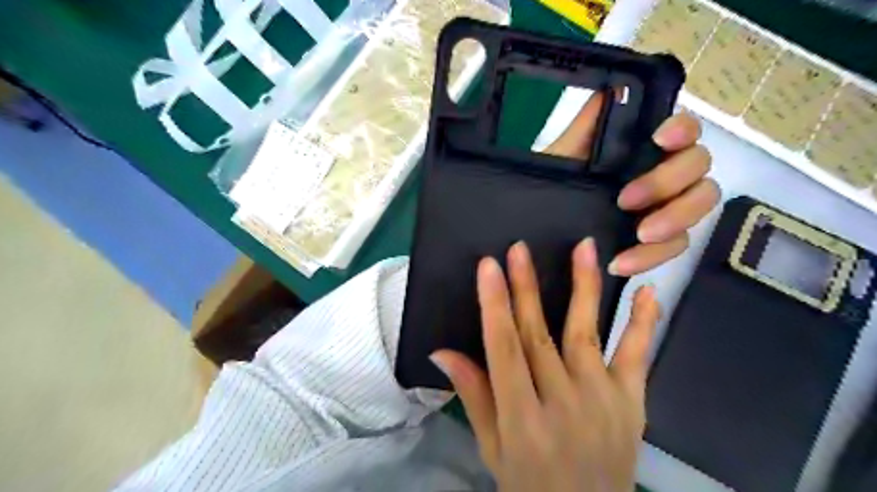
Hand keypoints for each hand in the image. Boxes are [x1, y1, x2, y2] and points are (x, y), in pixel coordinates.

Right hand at [431, 240, 656, 490]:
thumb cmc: (528, 483)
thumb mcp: (491, 447)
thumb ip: (472, 395)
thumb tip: (441, 352)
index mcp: (521, 419)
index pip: (503, 350)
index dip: (494, 305)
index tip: (488, 267)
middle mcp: (562, 404)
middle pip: (539, 335)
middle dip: (526, 288)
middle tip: (519, 249)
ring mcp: (603, 401)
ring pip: (587, 333)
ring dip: (584, 288)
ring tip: (583, 247)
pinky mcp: (633, 403)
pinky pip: (637, 356)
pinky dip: (642, 323)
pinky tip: (645, 291)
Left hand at [543, 95, 719, 274]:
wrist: (541, 225)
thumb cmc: (556, 185)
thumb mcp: (564, 156)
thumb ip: (587, 125)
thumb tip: (609, 85)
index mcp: (645, 150)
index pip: (685, 130)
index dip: (683, 129)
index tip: (659, 138)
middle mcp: (664, 174)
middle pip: (698, 168)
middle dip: (666, 182)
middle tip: (627, 200)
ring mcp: (666, 207)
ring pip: (699, 207)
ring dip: (673, 220)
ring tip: (639, 235)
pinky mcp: (659, 241)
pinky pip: (675, 247)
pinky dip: (652, 257)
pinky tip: (622, 262)